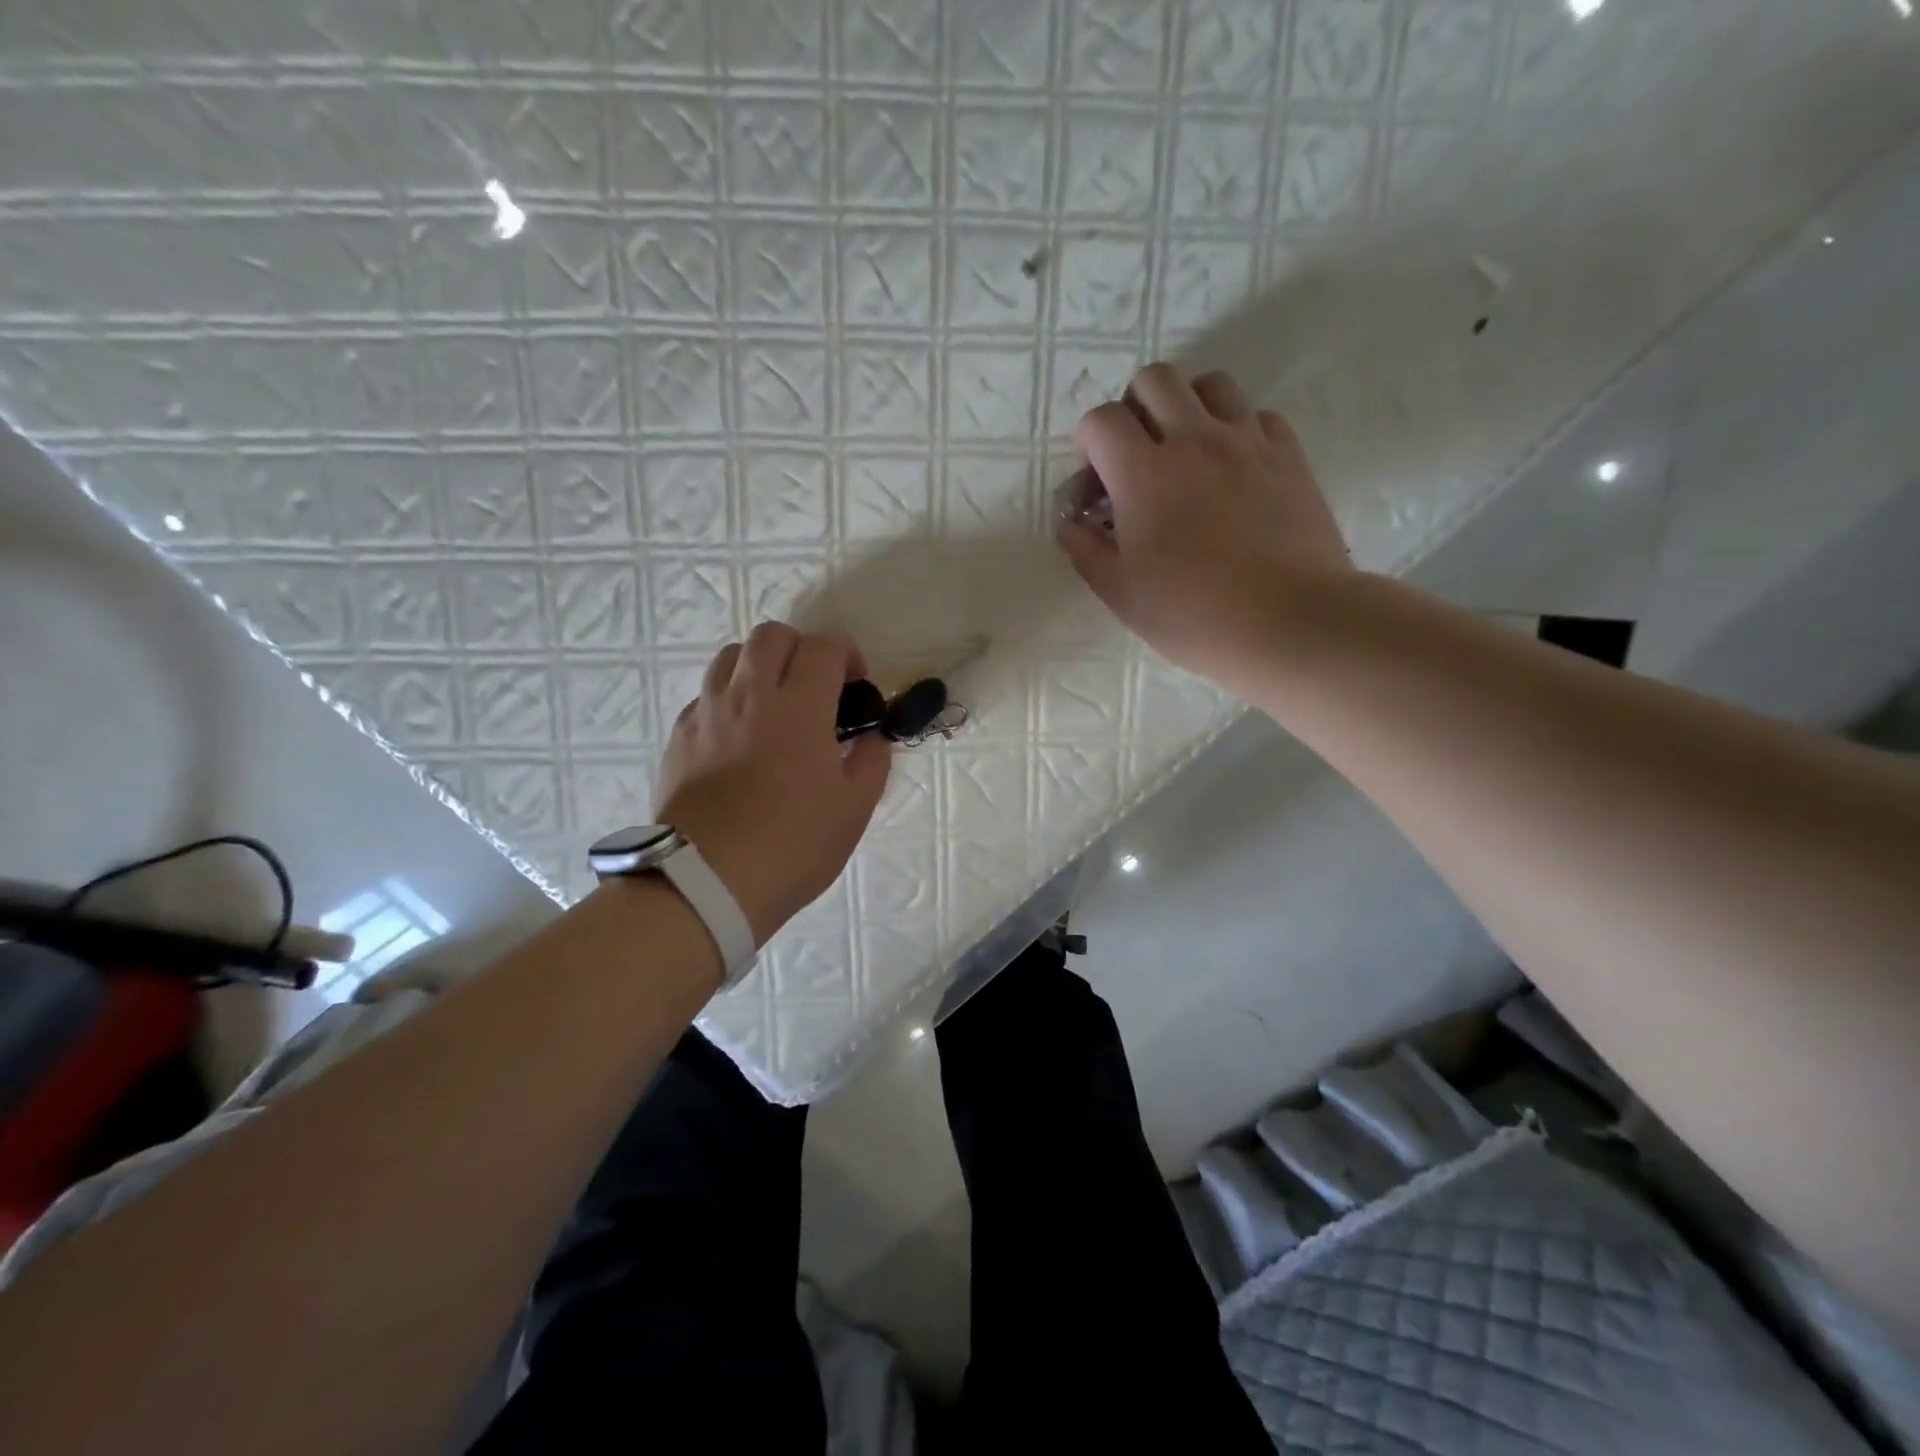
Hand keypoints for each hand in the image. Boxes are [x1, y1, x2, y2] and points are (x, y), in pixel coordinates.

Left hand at [653, 624, 890, 946]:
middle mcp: (748, 696)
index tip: (856, 682)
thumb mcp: (853, 809)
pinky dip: (729, 700)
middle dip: (801, 648)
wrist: (706, 883)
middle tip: (815, 685)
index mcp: (798, 707)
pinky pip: (705, 696)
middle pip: (771, 636)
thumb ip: (870, 762)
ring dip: (759, 666)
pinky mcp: (679, 738)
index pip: (823, 647)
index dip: (847, 653)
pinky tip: (739, 738)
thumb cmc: (792, 845)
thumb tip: (870, 739)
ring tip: (774, 705)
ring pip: (730, 657)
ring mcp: (707, 714)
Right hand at [1057, 363, 1351, 694]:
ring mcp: (1247, 442)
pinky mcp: (1289, 455)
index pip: (1101, 420)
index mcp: (1144, 475)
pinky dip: (1236, 428)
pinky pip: (1257, 414)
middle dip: (1133, 408)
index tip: (1095, 480)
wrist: (1291, 622)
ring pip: (1210, 384)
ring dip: (1187, 407)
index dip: (1087, 443)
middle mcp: (1194, 441)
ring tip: (1186, 452)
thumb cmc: (1195, 616)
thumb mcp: (1122, 596)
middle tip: (1136, 455)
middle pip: (1154, 379)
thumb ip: (1087, 552)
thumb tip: (1071, 525)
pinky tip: (1233, 468)